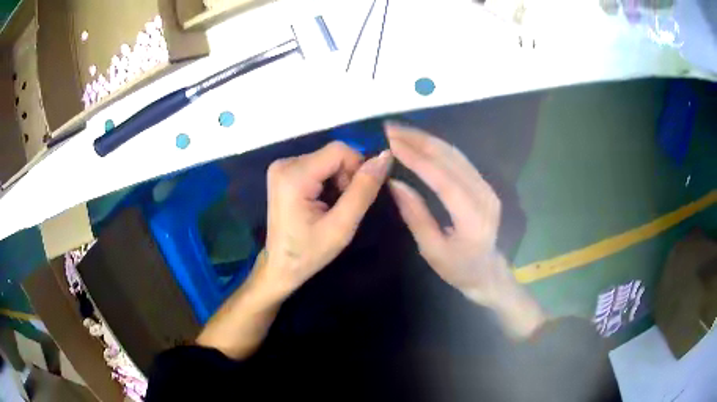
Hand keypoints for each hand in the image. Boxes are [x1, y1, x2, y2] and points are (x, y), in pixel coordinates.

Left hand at [256, 141, 391, 298]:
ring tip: (332, 207)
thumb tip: (385, 156)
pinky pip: (317, 165)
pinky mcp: (284, 172)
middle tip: (343, 207)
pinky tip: (322, 202)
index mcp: (293, 175)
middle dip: (346, 177)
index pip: (340, 150)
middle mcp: (284, 164)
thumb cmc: (309, 252)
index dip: (357, 168)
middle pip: (333, 154)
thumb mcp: (342, 226)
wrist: (281, 266)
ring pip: (327, 159)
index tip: (355, 197)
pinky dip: (327, 181)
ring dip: (338, 180)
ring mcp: (281, 167)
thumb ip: (363, 189)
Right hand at [386, 123, 545, 337]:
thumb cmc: (458, 268)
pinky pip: (459, 159)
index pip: (443, 179)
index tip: (391, 142)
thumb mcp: (431, 250)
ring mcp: (487, 187)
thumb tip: (394, 183)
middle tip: (389, 128)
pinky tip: (420, 141)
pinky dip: (437, 146)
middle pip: (450, 158)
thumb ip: (415, 215)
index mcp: (472, 218)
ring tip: (400, 130)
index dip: (417, 158)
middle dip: (418, 140)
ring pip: (455, 153)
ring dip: (426, 138)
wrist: (488, 272)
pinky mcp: (484, 184)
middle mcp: (484, 196)